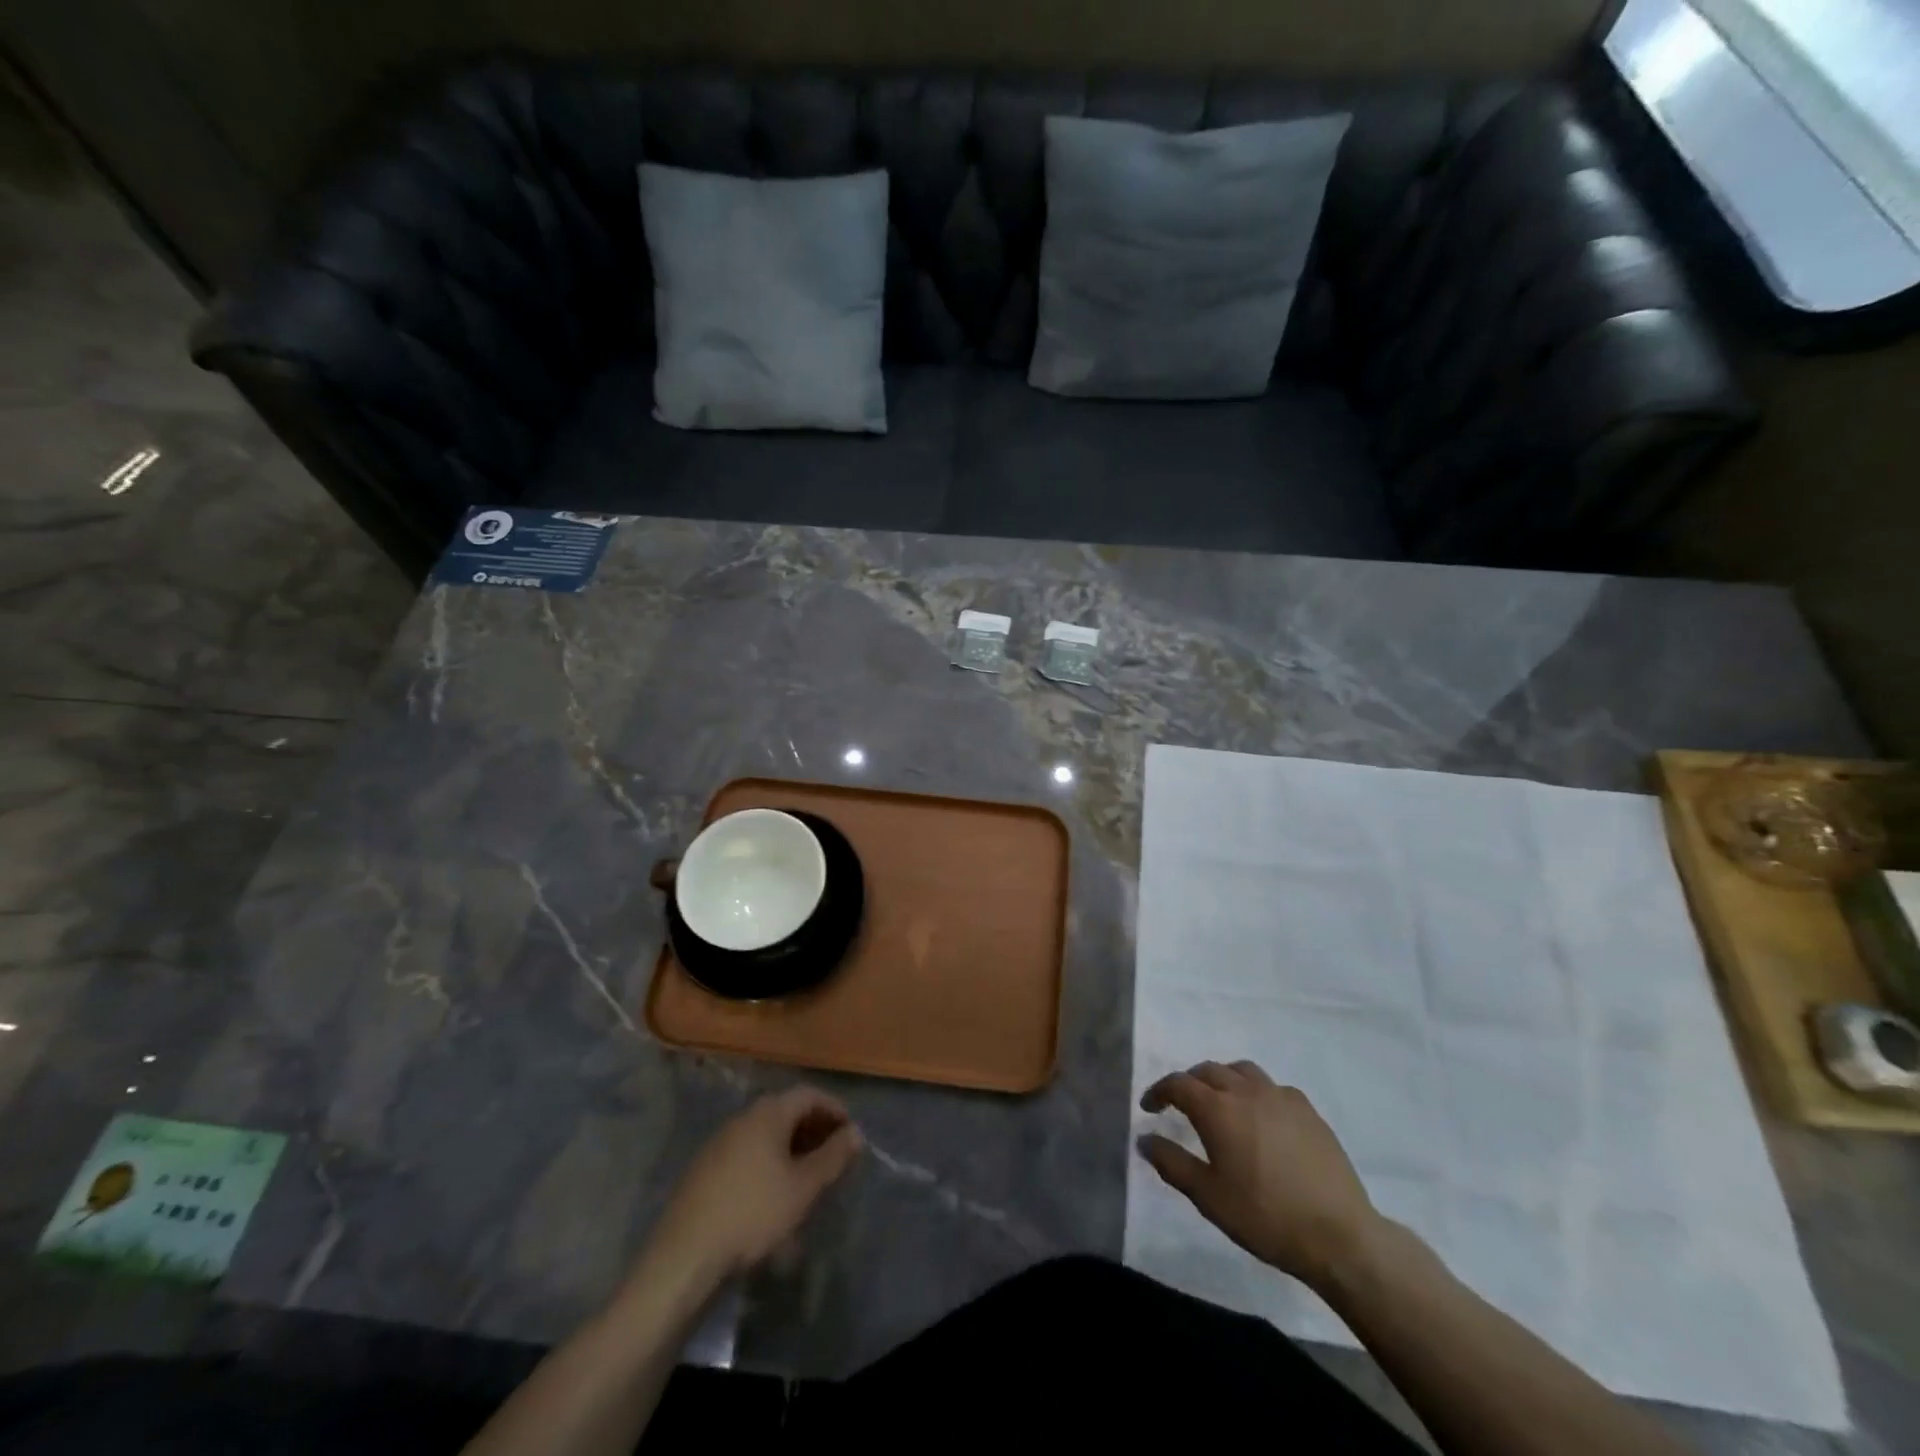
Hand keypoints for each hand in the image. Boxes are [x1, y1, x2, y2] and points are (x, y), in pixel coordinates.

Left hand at [641, 1087, 862, 1285]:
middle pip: (786, 1110)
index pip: (809, 1094)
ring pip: (766, 1132)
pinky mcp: (705, 1168)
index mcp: (768, 1113)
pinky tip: (772, 1192)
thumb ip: (833, 1156)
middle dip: (814, 1128)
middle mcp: (743, 1117)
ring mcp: (720, 1141)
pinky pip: (747, 1151)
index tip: (850, 1134)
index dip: (834, 1109)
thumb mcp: (803, 1188)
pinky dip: (768, 1160)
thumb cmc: (753, 1213)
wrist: (685, 1256)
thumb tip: (856, 1132)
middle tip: (833, 1156)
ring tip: (807, 1176)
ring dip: (791, 1146)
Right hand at [1138, 1060, 1379, 1289]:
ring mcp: (1280, 1097)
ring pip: (1242, 1071)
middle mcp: (1246, 1091)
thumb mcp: (1208, 1197)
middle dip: (1189, 1082)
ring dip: (1223, 1079)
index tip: (1149, 1107)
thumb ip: (1171, 1163)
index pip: (1178, 1084)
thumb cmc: (1264, 1217)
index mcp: (1217, 1109)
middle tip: (1180, 1104)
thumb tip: (1144, 1139)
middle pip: (1208, 1070)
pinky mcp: (1308, 1110)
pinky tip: (1260, 1117)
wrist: (1338, 1236)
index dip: (1159, 1091)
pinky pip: (1272, 1087)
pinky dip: (1255, 1092)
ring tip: (1220, 1101)